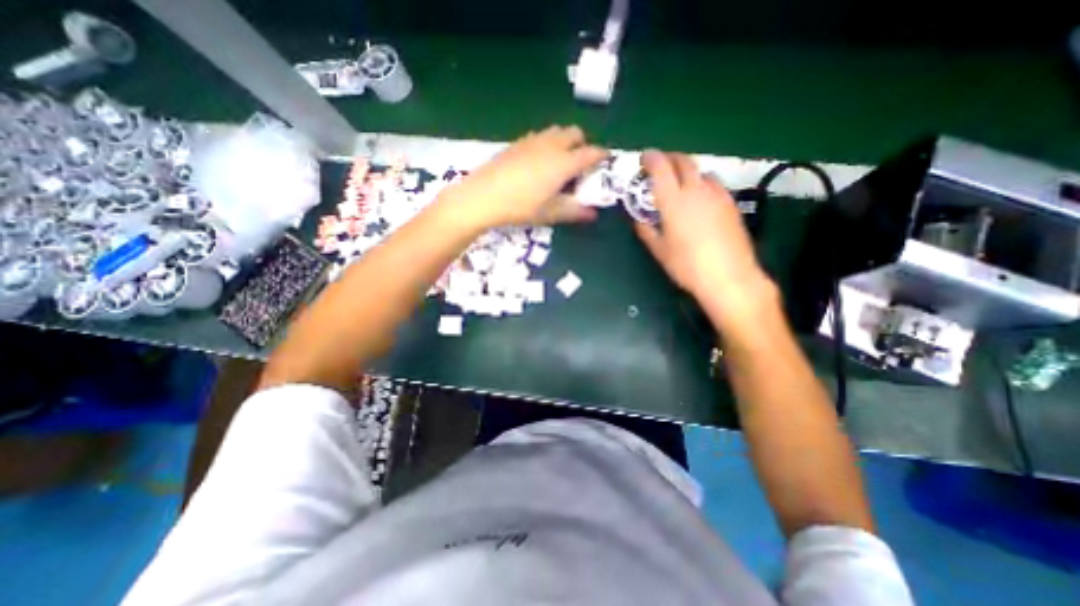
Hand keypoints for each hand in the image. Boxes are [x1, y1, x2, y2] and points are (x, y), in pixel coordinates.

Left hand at [439, 125, 606, 228]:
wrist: (482, 196)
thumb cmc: (520, 207)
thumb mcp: (550, 213)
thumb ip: (574, 211)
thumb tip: (593, 214)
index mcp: (564, 163)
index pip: (591, 153)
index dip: (602, 156)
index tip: (605, 162)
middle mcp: (551, 145)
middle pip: (575, 133)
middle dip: (582, 144)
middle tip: (579, 166)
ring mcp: (532, 141)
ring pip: (556, 131)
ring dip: (564, 142)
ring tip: (558, 164)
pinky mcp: (516, 143)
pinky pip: (540, 136)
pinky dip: (547, 144)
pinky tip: (537, 163)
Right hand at [634, 151, 777, 320]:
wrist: (729, 277)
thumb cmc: (687, 266)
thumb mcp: (660, 251)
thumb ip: (646, 232)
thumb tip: (639, 221)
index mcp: (673, 201)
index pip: (661, 168)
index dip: (651, 159)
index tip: (644, 159)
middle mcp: (696, 191)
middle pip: (684, 162)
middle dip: (670, 159)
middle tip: (660, 168)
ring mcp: (717, 195)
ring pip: (701, 171)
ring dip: (688, 172)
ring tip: (680, 185)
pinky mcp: (731, 204)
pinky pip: (715, 184)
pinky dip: (703, 184)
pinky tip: (700, 200)